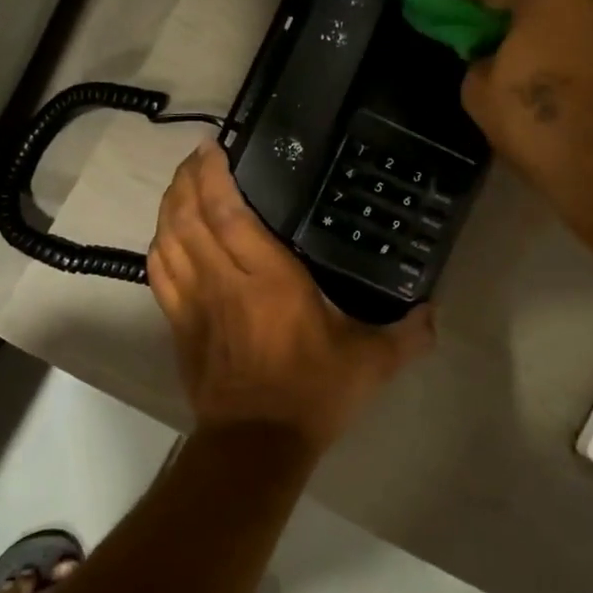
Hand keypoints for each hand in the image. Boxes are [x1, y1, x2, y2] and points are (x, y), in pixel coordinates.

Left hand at [148, 143, 434, 454]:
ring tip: (181, 185)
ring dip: (169, 206)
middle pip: (190, 217)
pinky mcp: (179, 324)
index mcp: (269, 280)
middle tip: (197, 157)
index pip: (228, 214)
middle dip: (187, 180)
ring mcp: (194, 302)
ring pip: (169, 240)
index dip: (214, 176)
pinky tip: (166, 234)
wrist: (255, 444)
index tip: (213, 148)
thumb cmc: (313, 395)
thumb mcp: (370, 364)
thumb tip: (434, 313)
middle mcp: (224, 281)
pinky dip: (158, 245)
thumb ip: (406, 334)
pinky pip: (158, 274)